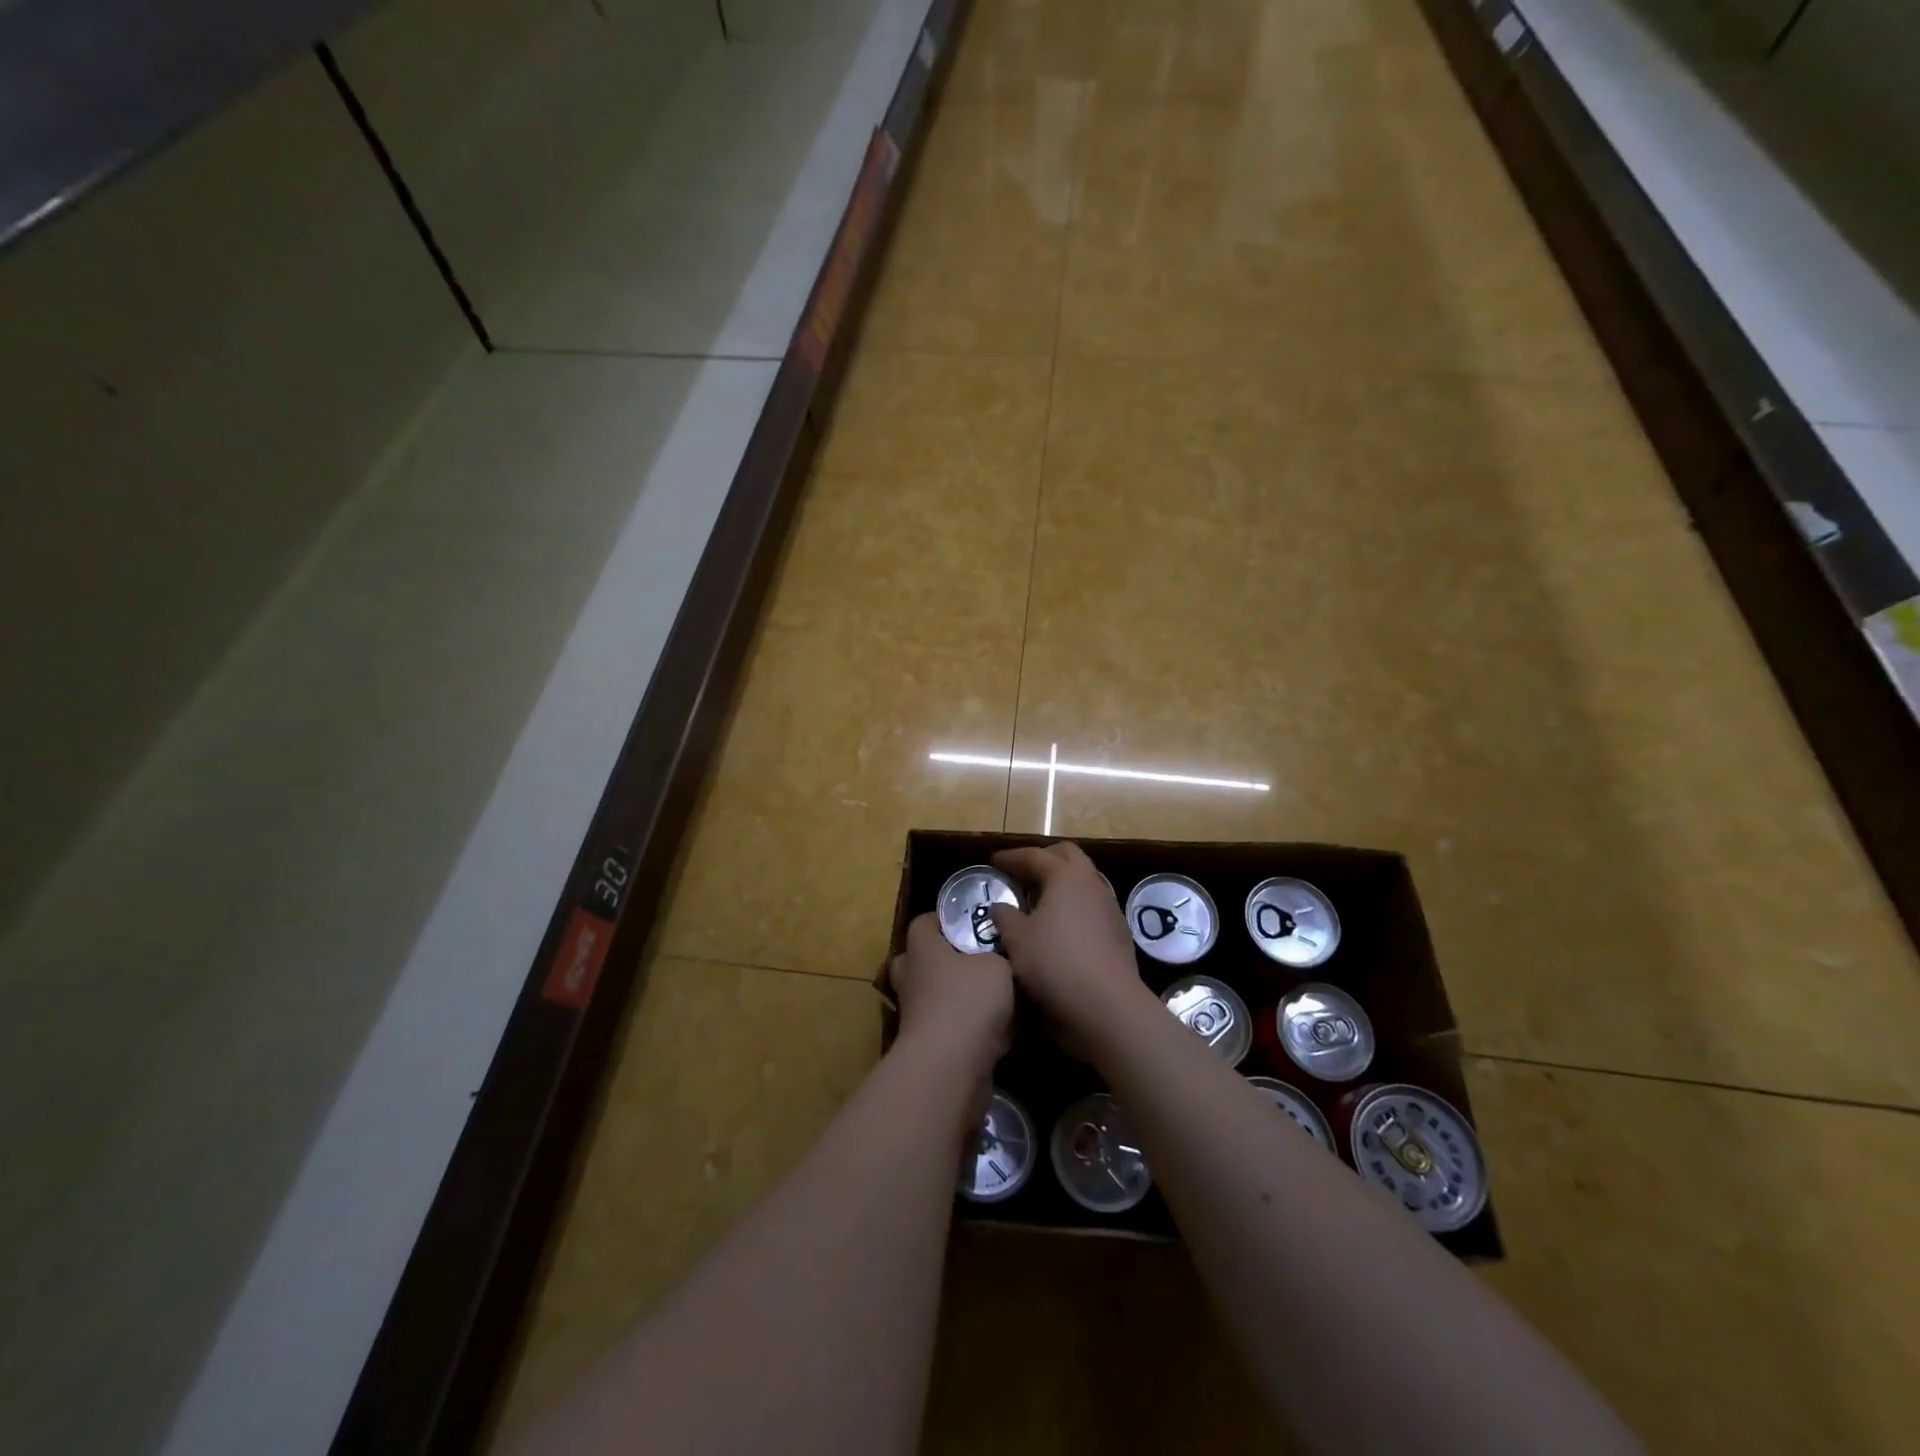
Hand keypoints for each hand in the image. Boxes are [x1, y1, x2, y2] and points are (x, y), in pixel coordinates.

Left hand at [890, 912, 1013, 1080]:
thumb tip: (998, 960)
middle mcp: (912, 978)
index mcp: (922, 949)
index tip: (972, 923)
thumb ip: (998, 956)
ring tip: (995, 999)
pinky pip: (947, 1027)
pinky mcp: (926, 1046)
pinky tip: (999, 1033)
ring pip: (934, 997)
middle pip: (921, 960)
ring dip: (958, 998)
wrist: (950, 1065)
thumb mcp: (998, 965)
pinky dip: (967, 1029)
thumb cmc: (969, 999)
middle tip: (978, 961)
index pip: (923, 923)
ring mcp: (914, 1014)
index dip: (945, 920)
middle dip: (946, 960)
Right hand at [986, 842, 1147, 1032]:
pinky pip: (1092, 908)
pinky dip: (1073, 908)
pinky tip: (1059, 927)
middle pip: (1068, 857)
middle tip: (1021, 872)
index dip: (1012, 857)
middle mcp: (1092, 884)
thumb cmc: (1055, 962)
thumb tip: (1001, 907)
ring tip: (1038, 899)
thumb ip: (1005, 917)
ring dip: (1061, 884)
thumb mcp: (1017, 939)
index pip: (1035, 856)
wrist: (1107, 1006)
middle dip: (1043, 859)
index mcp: (1066, 876)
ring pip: (1084, 882)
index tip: (993, 861)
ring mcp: (1110, 909)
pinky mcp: (1119, 934)